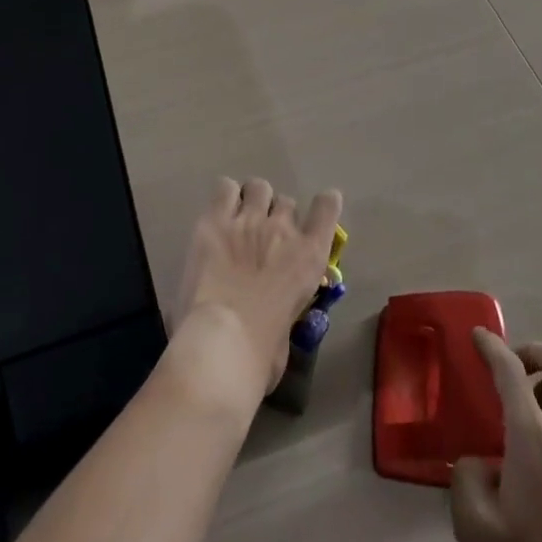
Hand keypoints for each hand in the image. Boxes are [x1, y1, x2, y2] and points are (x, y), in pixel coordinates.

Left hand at [169, 176, 341, 415]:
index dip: (324, 204)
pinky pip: (224, 188)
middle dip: (277, 216)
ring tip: (239, 221)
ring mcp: (248, 220)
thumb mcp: (289, 331)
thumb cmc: (261, 354)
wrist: (223, 344)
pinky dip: (225, 197)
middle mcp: (283, 229)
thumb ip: (287, 309)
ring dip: (252, 201)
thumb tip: (275, 316)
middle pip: (286, 201)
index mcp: (309, 256)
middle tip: (263, 238)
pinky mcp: (214, 220)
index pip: (327, 208)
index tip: (320, 207)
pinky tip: (218, 215)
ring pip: (258, 187)